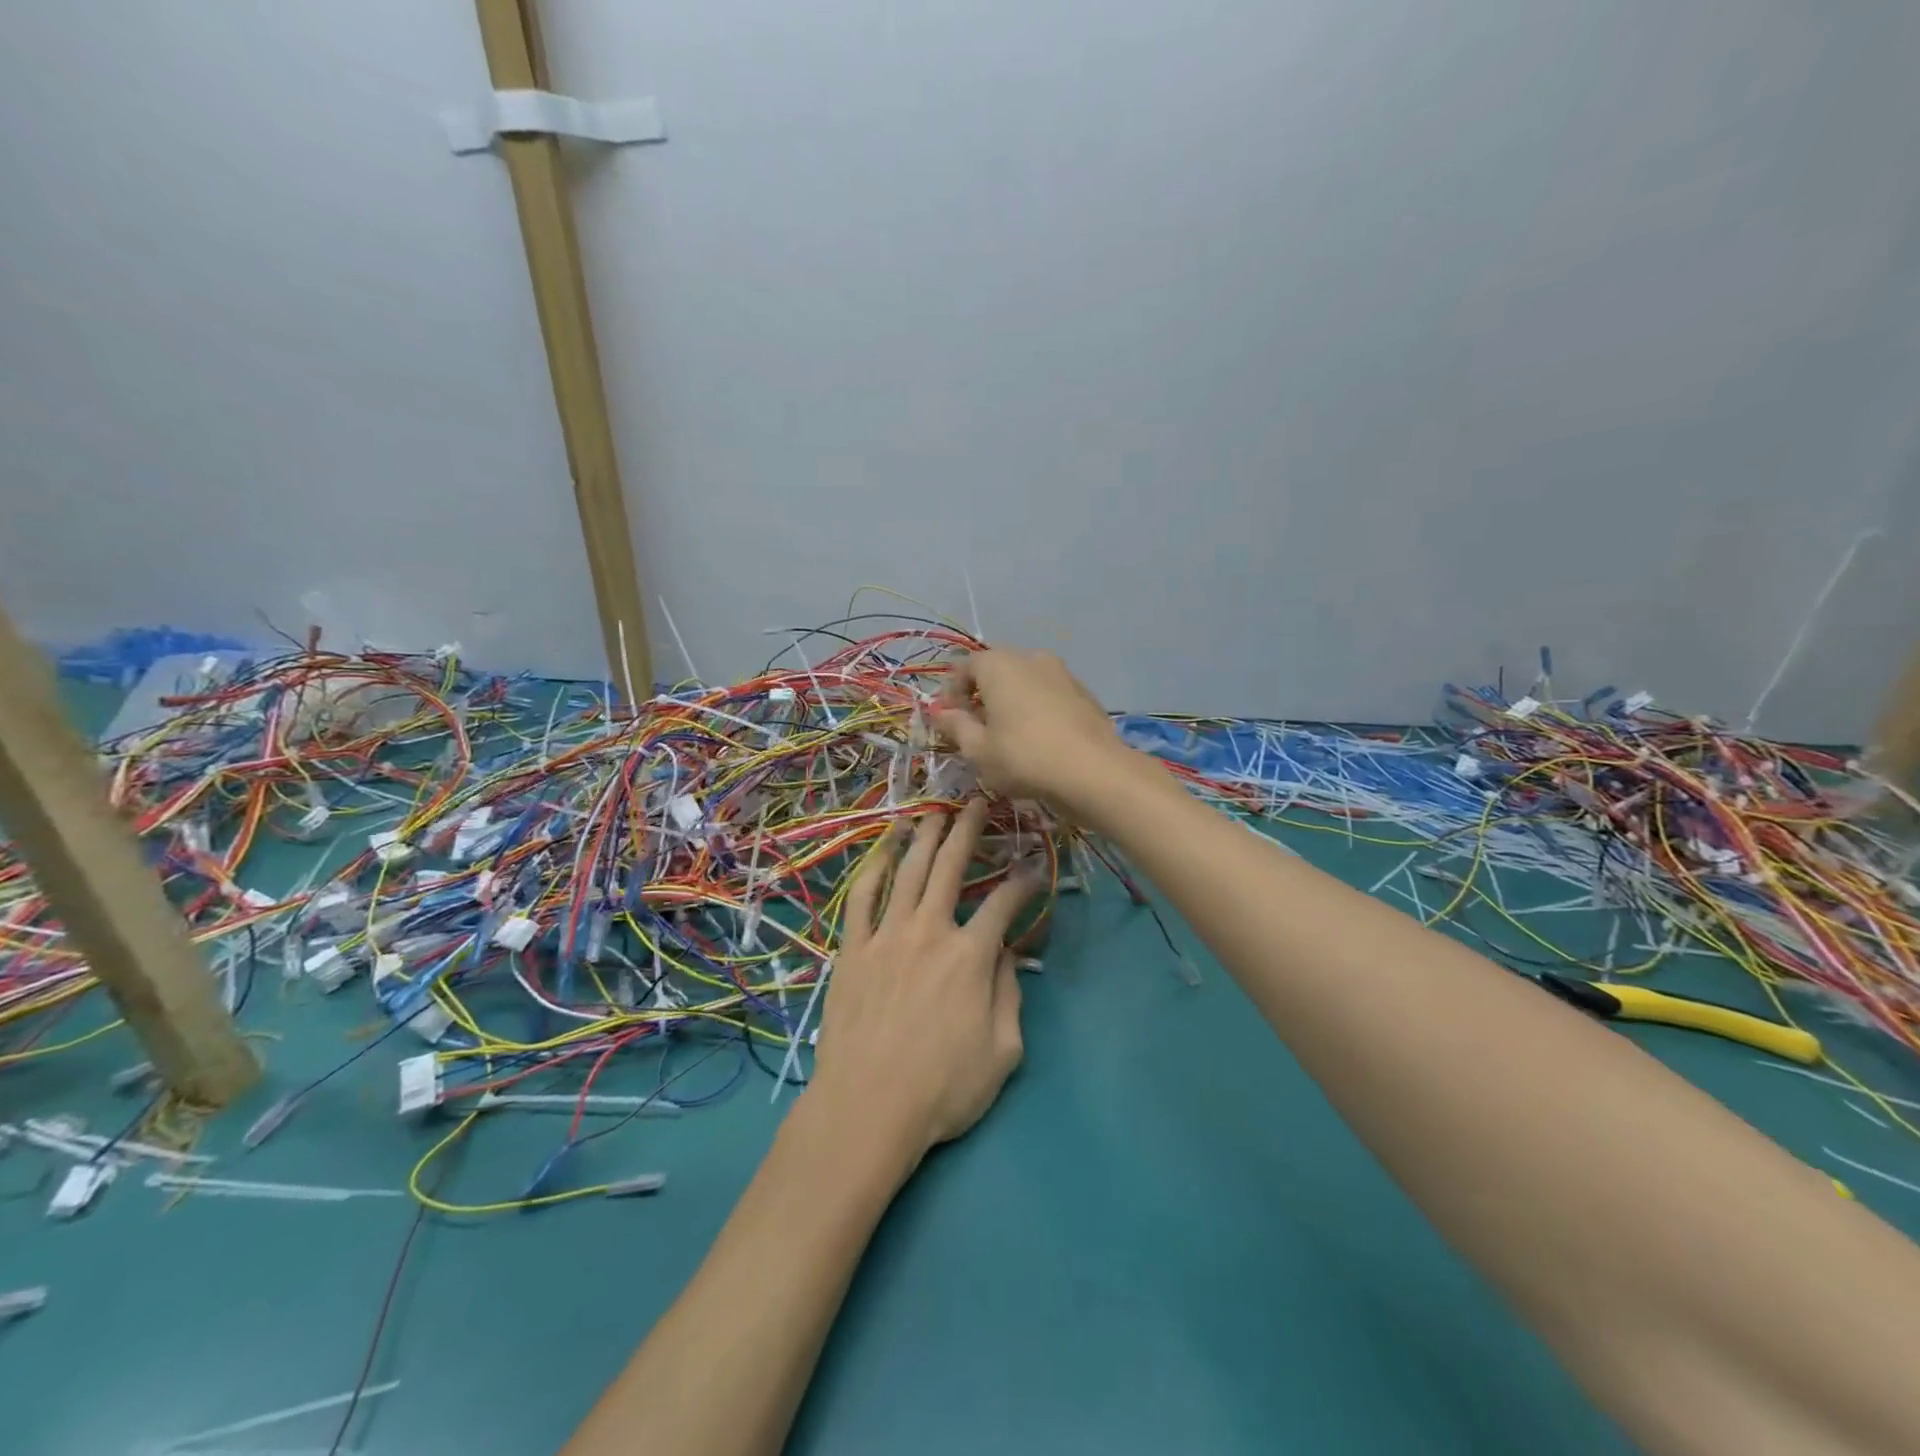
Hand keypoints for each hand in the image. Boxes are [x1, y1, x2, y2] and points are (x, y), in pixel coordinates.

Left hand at [809, 798, 1042, 1158]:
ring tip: (934, 811)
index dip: (1022, 882)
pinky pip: (862, 897)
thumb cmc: (942, 1090)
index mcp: (970, 956)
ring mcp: (886, 936)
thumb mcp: (1003, 1052)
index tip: (1033, 866)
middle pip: (950, 868)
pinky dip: (873, 868)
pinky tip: (884, 848)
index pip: (1003, 904)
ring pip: (908, 872)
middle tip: (977, 801)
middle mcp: (929, 932)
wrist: (867, 1108)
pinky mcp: (853, 949)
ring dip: (924, 837)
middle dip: (967, 831)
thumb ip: (1009, 995)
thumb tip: (1006, 955)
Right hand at [933, 648, 1130, 805]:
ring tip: (1008, 737)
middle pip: (995, 670)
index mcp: (998, 664)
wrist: (1094, 771)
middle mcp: (1030, 657)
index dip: (951, 693)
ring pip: (1024, 682)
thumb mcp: (978, 750)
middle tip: (976, 730)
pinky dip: (1036, 709)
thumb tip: (941, 713)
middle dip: (981, 696)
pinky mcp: (1083, 692)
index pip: (963, 667)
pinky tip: (1038, 740)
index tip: (949, 722)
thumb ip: (955, 726)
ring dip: (1010, 702)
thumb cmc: (1024, 757)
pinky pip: (1048, 694)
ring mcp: (1061, 672)